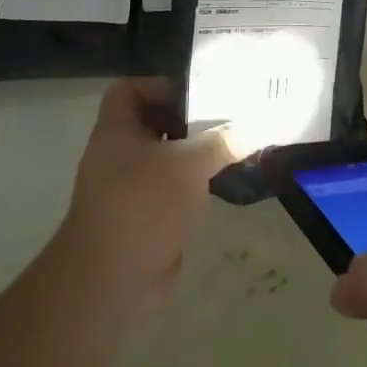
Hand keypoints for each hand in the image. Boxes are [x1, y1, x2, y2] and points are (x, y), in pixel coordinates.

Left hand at [55, 78, 229, 307]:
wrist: (111, 280)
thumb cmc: (143, 204)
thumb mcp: (188, 164)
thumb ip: (222, 142)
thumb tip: (255, 127)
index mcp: (117, 131)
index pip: (130, 90)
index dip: (160, 86)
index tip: (197, 95)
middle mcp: (119, 156)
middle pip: (154, 125)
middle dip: (189, 122)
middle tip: (228, 119)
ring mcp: (130, 190)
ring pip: (167, 161)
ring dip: (196, 157)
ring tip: (234, 149)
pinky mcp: (146, 221)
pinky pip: (173, 193)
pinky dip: (195, 189)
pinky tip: (225, 186)